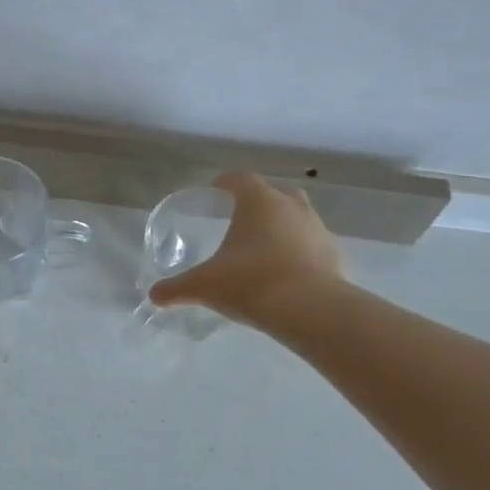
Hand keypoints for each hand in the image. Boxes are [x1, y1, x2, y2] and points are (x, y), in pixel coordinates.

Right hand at [148, 172, 345, 324]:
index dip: (227, 183)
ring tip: (265, 250)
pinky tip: (287, 274)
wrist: (310, 310)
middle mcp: (291, 207)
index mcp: (259, 202)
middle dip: (259, 204)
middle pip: (275, 194)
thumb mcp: (205, 286)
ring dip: (283, 228)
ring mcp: (318, 229)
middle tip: (241, 221)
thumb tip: (154, 295)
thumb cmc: (250, 283)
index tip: (216, 191)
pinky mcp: (335, 255)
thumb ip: (177, 288)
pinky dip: (300, 253)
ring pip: (298, 218)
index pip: (241, 179)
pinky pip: (313, 247)